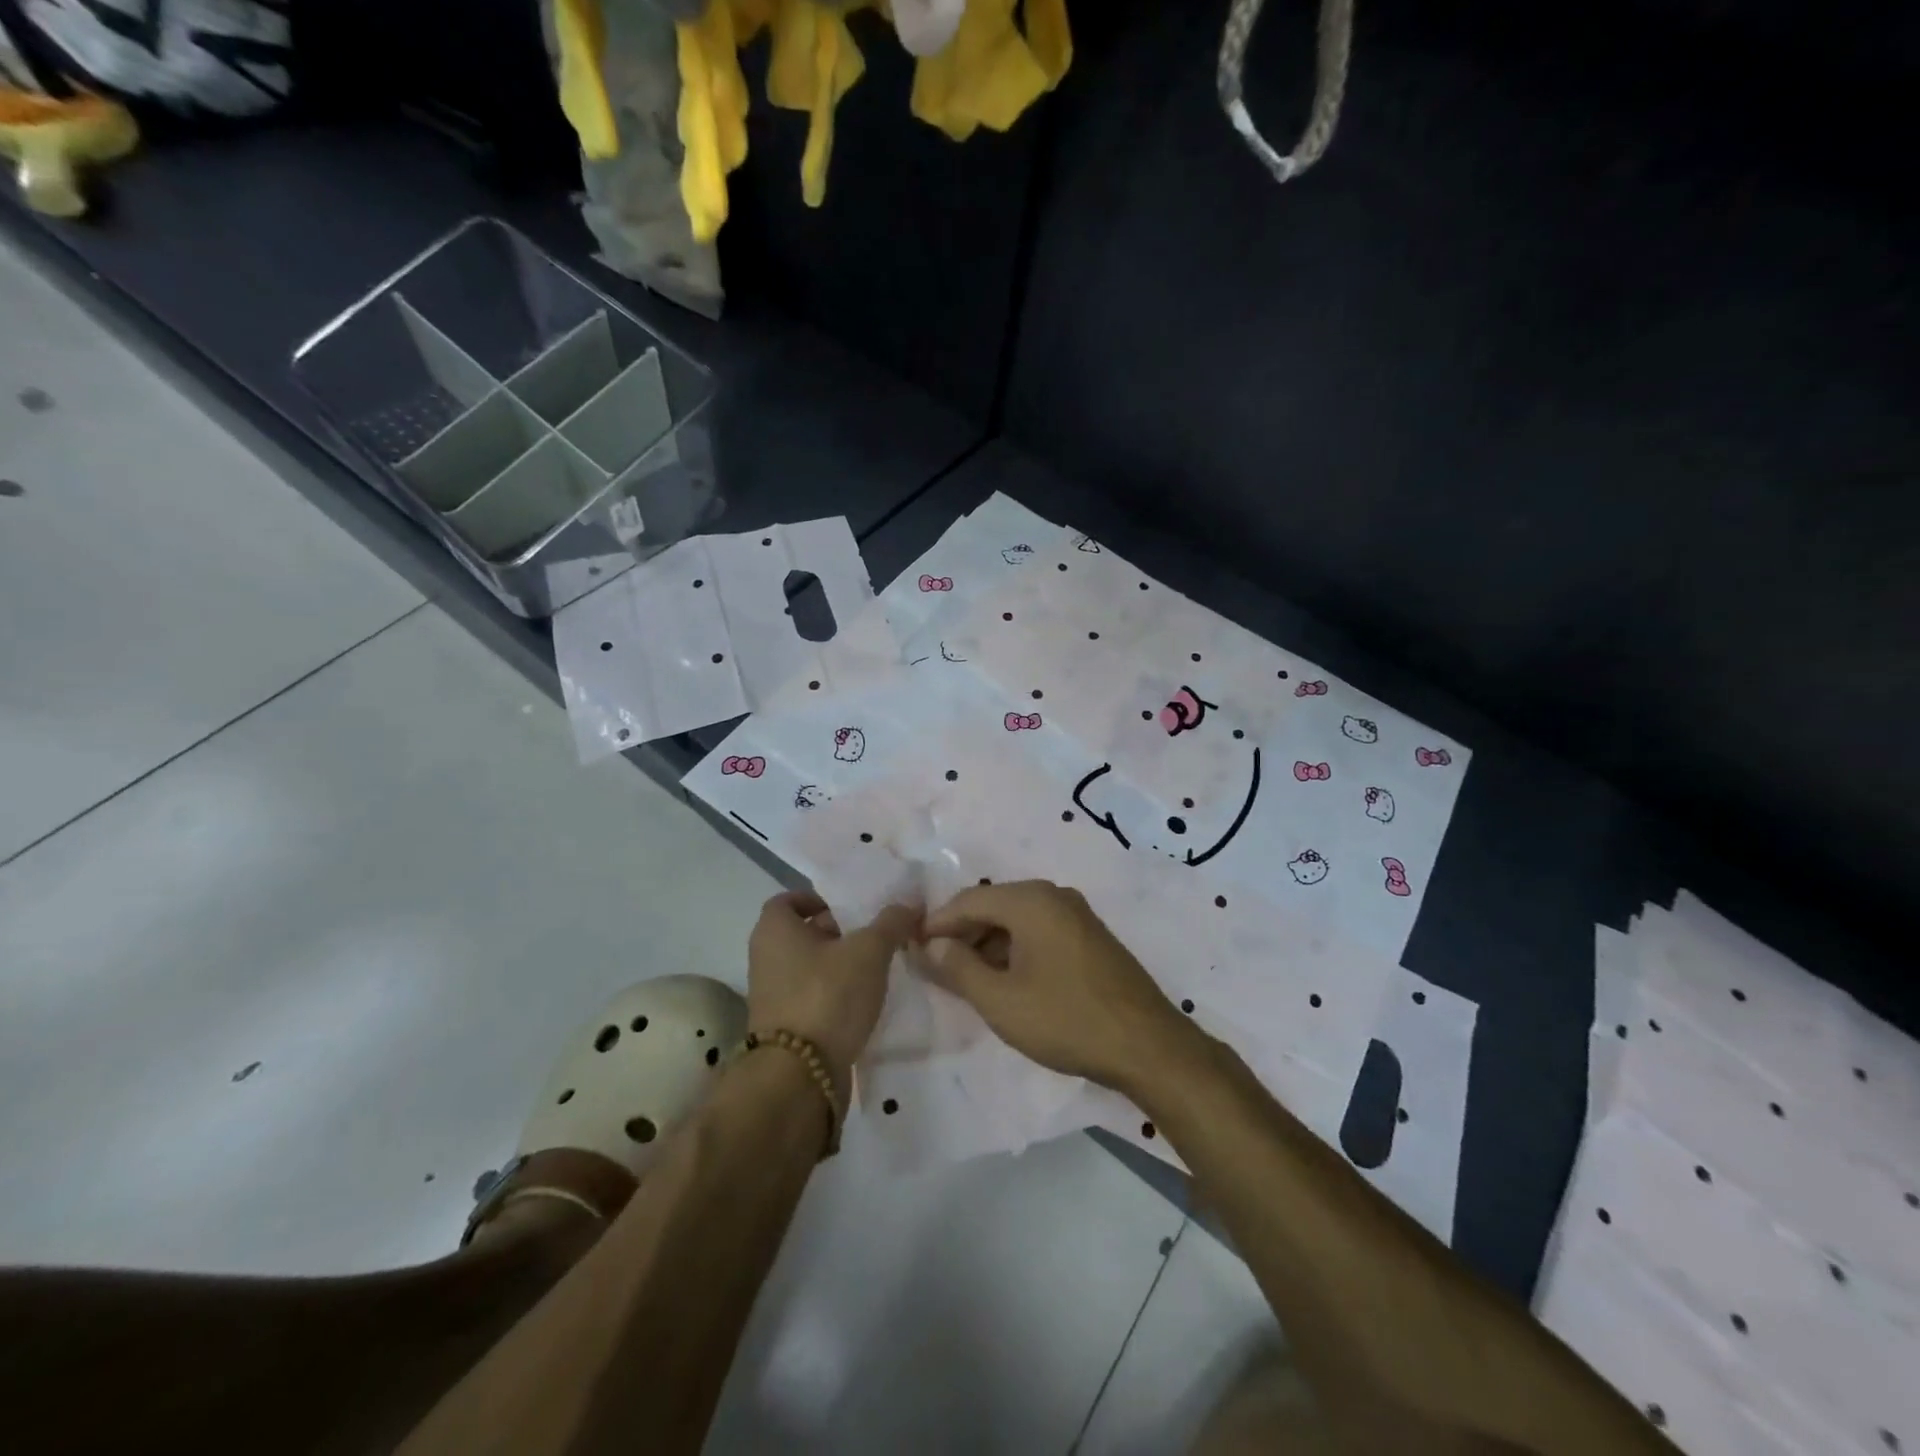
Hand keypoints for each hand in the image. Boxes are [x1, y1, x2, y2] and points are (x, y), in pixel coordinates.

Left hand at [747, 891, 918, 1102]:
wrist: (799, 1076)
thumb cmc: (827, 996)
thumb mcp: (868, 951)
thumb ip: (890, 923)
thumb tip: (909, 903)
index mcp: (774, 930)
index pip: (790, 899)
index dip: (819, 898)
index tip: (851, 906)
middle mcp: (765, 958)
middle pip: (803, 932)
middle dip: (838, 930)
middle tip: (875, 932)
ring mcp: (772, 995)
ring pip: (810, 966)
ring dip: (840, 964)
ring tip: (878, 965)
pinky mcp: (785, 1027)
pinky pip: (813, 996)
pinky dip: (835, 993)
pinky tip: (866, 999)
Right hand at [921, 880, 1191, 1091]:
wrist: (1147, 1045)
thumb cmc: (1066, 1019)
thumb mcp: (1000, 1000)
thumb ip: (958, 967)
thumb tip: (931, 944)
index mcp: (1030, 900)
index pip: (968, 901)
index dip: (936, 924)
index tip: (911, 948)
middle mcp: (1054, 896)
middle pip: (993, 906)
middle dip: (962, 934)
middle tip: (934, 966)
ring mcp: (1077, 915)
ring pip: (1017, 920)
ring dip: (988, 944)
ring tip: (965, 978)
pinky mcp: (1090, 937)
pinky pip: (1040, 932)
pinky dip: (1015, 949)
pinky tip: (1005, 980)